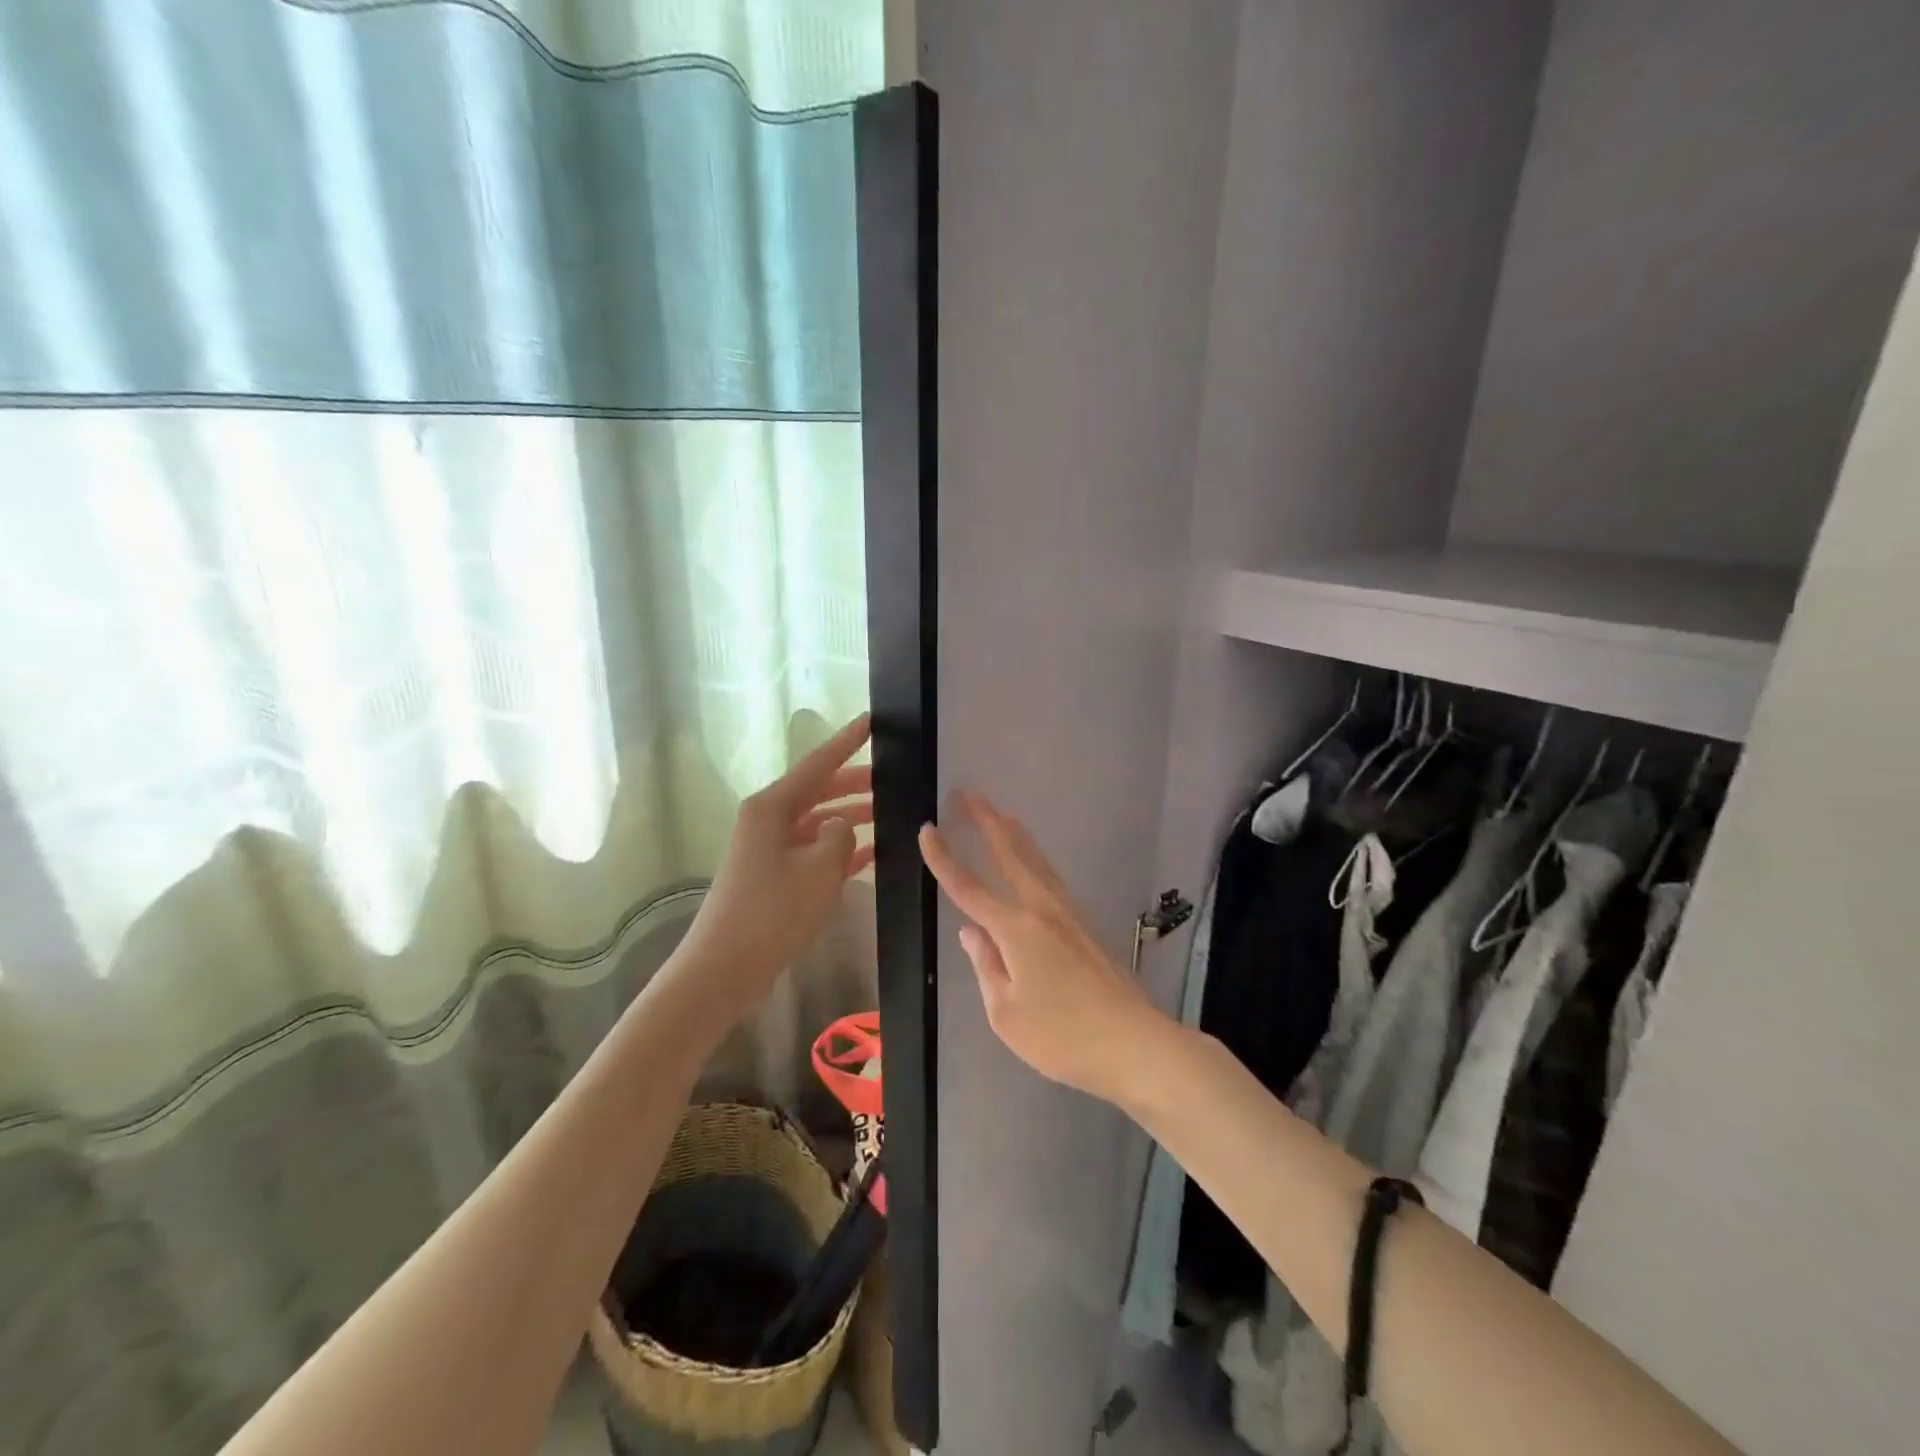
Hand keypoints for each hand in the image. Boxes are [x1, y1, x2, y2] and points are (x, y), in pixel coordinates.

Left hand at [678, 714, 874, 1022]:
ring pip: (819, 821)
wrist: (724, 968)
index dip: (848, 741)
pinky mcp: (774, 875)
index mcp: (772, 806)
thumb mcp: (819, 869)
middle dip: (856, 783)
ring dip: (851, 817)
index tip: (872, 721)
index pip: (818, 763)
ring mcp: (770, 848)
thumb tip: (843, 825)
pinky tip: (872, 852)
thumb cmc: (772, 912)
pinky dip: (840, 849)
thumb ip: (841, 836)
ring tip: (891, 814)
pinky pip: (814, 850)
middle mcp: (768, 819)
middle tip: (895, 778)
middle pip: (820, 790)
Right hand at [919, 792, 1169, 1103]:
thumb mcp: (1006, 1014)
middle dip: (987, 821)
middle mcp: (1043, 910)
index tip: (927, 828)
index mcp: (1016, 929)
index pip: (968, 887)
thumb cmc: (1062, 1036)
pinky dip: (1035, 859)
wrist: (1134, 1043)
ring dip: (1015, 834)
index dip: (944, 858)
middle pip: (1011, 854)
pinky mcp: (1085, 927)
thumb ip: (986, 966)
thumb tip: (971, 932)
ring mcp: (1069, 915)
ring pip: (1036, 861)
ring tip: (1002, 813)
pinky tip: (1034, 863)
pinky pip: (1051, 879)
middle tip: (970, 794)